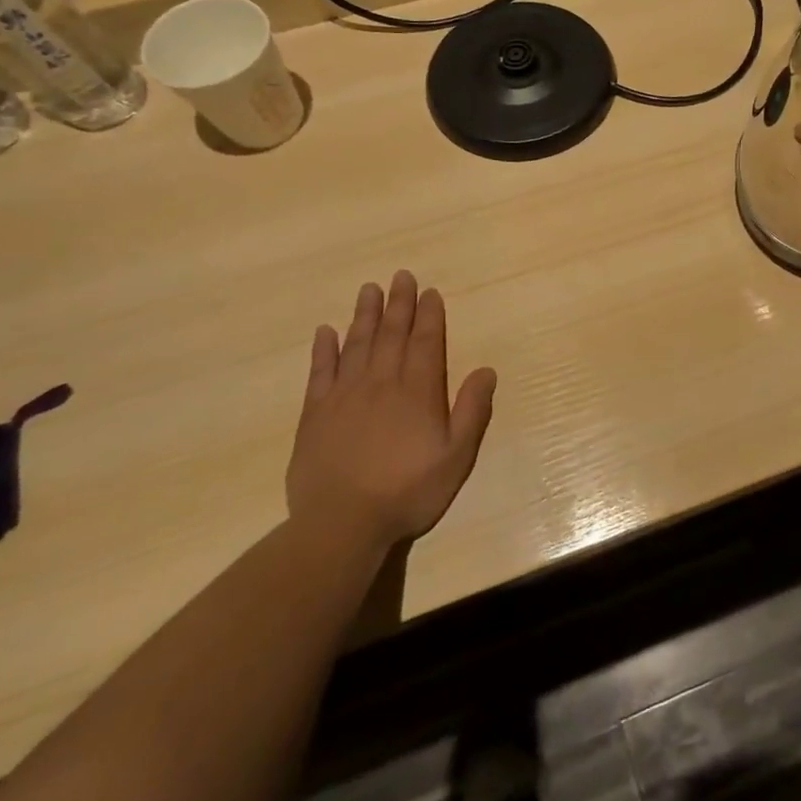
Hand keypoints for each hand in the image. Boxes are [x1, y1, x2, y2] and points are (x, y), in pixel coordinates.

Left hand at [287, 271, 497, 547]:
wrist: (341, 524)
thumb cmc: (407, 492)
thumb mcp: (456, 457)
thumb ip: (471, 411)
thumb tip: (486, 370)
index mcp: (417, 392)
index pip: (425, 343)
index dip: (429, 316)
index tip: (429, 292)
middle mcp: (381, 384)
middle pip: (392, 335)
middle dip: (399, 304)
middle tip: (400, 276)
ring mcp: (345, 396)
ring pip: (357, 344)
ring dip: (365, 315)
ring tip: (369, 289)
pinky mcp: (315, 414)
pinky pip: (320, 372)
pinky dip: (324, 349)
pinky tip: (326, 331)